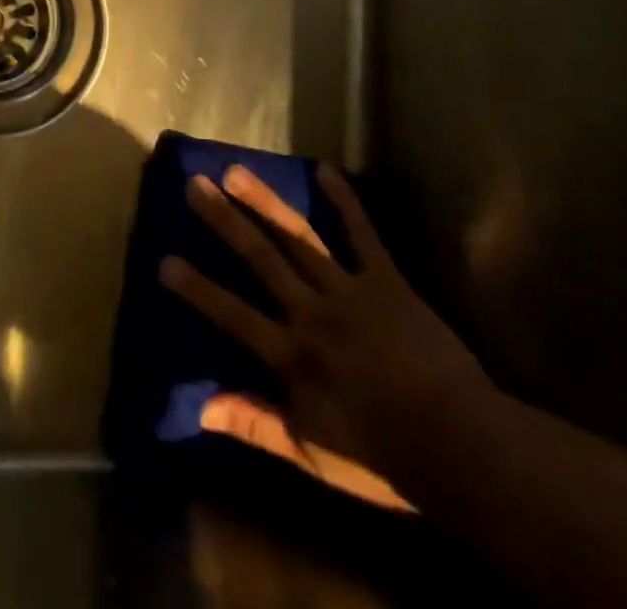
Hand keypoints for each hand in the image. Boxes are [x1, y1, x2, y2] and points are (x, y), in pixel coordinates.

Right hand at [159, 163, 492, 509]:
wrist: (462, 446)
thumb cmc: (383, 458)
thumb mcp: (312, 453)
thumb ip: (256, 423)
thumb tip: (200, 407)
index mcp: (292, 356)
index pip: (232, 315)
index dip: (197, 289)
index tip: (165, 260)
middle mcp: (311, 312)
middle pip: (259, 258)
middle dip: (224, 220)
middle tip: (195, 184)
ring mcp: (348, 290)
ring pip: (298, 237)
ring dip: (264, 202)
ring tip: (236, 171)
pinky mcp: (386, 280)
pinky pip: (362, 233)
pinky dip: (344, 200)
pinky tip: (325, 169)